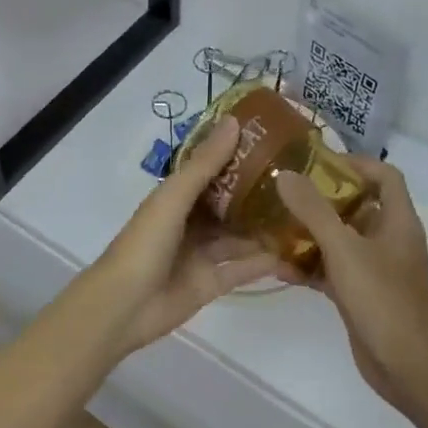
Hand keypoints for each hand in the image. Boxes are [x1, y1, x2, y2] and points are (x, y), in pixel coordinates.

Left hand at [86, 117, 280, 353]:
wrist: (123, 306)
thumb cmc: (144, 243)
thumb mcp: (174, 197)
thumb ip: (205, 164)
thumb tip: (235, 121)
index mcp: (177, 198)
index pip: (211, 171)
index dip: (238, 157)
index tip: (273, 142)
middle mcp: (191, 223)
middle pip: (229, 205)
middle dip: (257, 193)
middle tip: (298, 179)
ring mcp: (202, 254)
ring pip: (239, 237)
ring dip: (264, 227)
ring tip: (304, 213)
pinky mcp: (212, 283)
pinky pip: (243, 268)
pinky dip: (264, 261)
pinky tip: (293, 251)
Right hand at [275, 157, 427, 414]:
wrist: (408, 367)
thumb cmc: (382, 299)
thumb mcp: (344, 249)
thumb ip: (313, 210)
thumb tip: (284, 174)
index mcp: (398, 221)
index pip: (384, 175)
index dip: (355, 163)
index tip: (317, 163)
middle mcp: (389, 239)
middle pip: (357, 205)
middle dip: (322, 197)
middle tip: (285, 191)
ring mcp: (376, 269)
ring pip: (341, 239)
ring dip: (311, 232)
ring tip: (274, 224)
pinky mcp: (362, 294)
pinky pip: (333, 270)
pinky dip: (310, 266)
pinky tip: (279, 267)